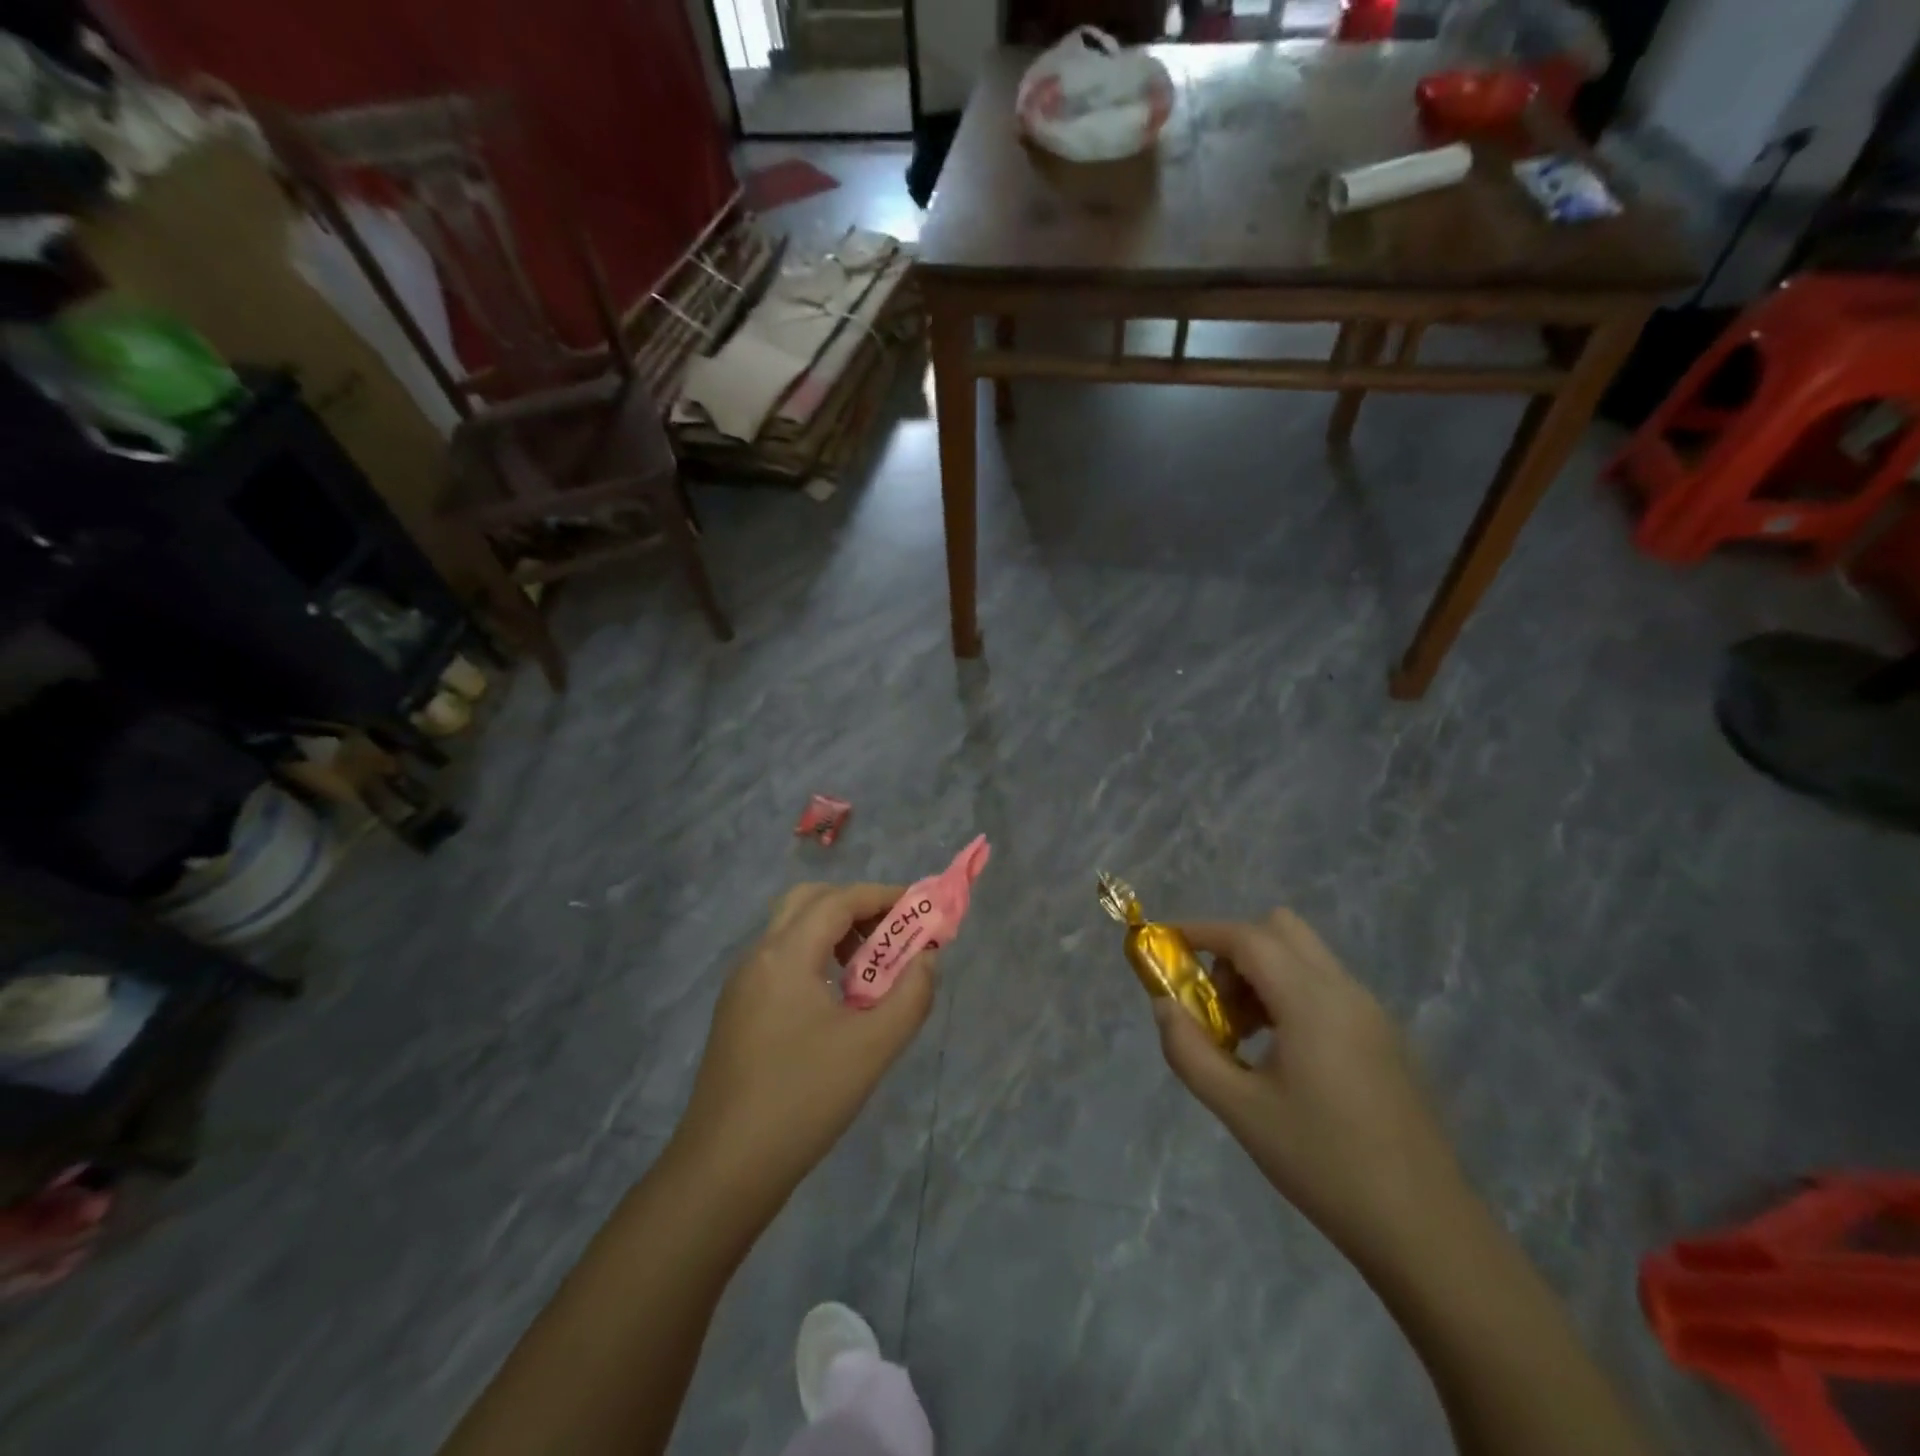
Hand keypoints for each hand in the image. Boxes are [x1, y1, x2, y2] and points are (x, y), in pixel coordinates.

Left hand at [673, 883, 936, 1203]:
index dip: (883, 896)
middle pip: (809, 901)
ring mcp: (743, 984)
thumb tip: (927, 958)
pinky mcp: (737, 1010)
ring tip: (870, 969)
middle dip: (855, 906)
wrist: (724, 1169)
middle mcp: (759, 956)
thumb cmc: (803, 1100)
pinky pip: (781, 959)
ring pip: (791, 929)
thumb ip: (911, 995)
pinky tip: (837, 1000)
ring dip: (834, 931)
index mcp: (786, 955)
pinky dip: (814, 956)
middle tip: (890, 934)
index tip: (920, 910)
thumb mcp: (872, 1048)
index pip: (839, 900)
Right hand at [1156, 909, 1469, 1267]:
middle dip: (1235, 948)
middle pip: (1280, 929)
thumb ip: (1189, 1051)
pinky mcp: (1384, 1037)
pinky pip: (1326, 986)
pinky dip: (1290, 993)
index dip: (1201, 931)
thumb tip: (1164, 1006)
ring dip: (1262, 972)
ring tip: (1243, 1035)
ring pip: (1304, 956)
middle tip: (1213, 999)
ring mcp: (1371, 1012)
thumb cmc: (1323, 1164)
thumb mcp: (1239, 1110)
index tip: (1165, 944)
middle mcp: (1345, 991)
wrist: (1425, 1230)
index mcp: (1311, 1001)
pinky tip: (1281, 1054)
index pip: (1247, 937)